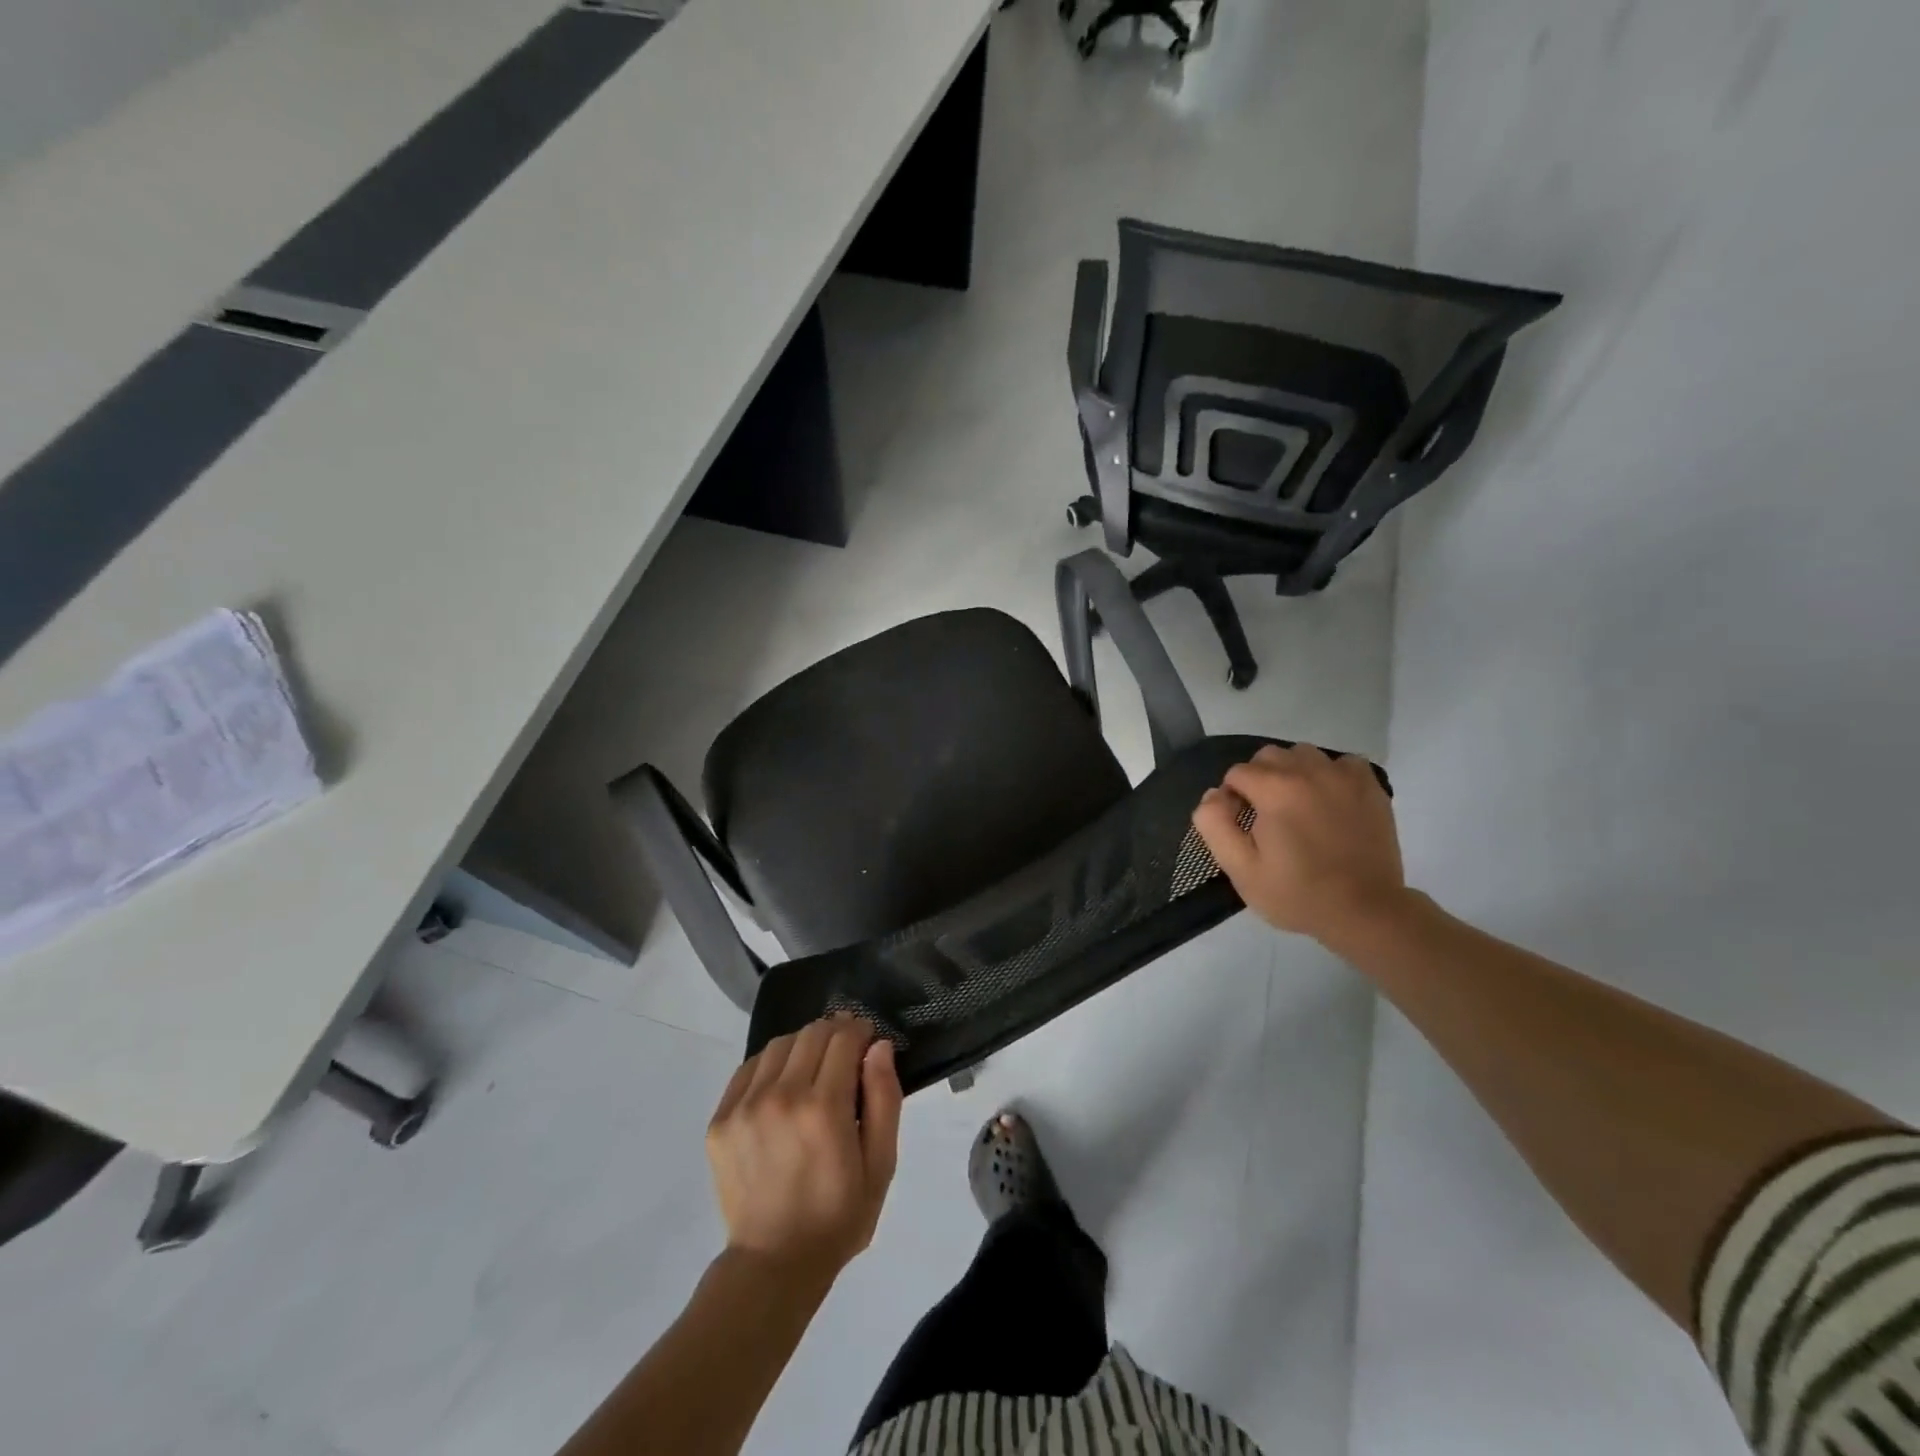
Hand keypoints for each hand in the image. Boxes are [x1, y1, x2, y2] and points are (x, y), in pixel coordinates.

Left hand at [705, 1015, 902, 1285]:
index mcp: (824, 1108)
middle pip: (812, 1033)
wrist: (773, 1264)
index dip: (860, 1031)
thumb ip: (884, 1099)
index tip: (868, 1041)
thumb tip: (879, 1047)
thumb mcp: (881, 1165)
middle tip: (845, 1052)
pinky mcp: (721, 1119)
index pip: (844, 1038)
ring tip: (813, 1068)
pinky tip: (782, 1084)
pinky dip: (771, 1064)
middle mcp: (782, 1096)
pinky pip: (749, 1067)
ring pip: (780, 1044)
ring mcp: (745, 1106)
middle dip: (835, 1033)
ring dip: (803, 1045)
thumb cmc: (838, 1217)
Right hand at [1192, 743, 1405, 942]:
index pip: (1237, 773)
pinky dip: (1330, 775)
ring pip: (1303, 754)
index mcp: (1274, 790)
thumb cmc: (1297, 894)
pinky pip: (1341, 763)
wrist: (1365, 912)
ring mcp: (1343, 776)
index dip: (1233, 798)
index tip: (1243, 826)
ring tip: (1298, 806)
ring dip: (1293, 773)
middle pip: (1268, 756)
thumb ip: (1215, 824)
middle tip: (1267, 816)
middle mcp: (1308, 771)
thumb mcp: (1241, 869)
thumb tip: (1214, 793)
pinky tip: (1329, 801)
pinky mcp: (1370, 786)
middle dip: (1259, 780)